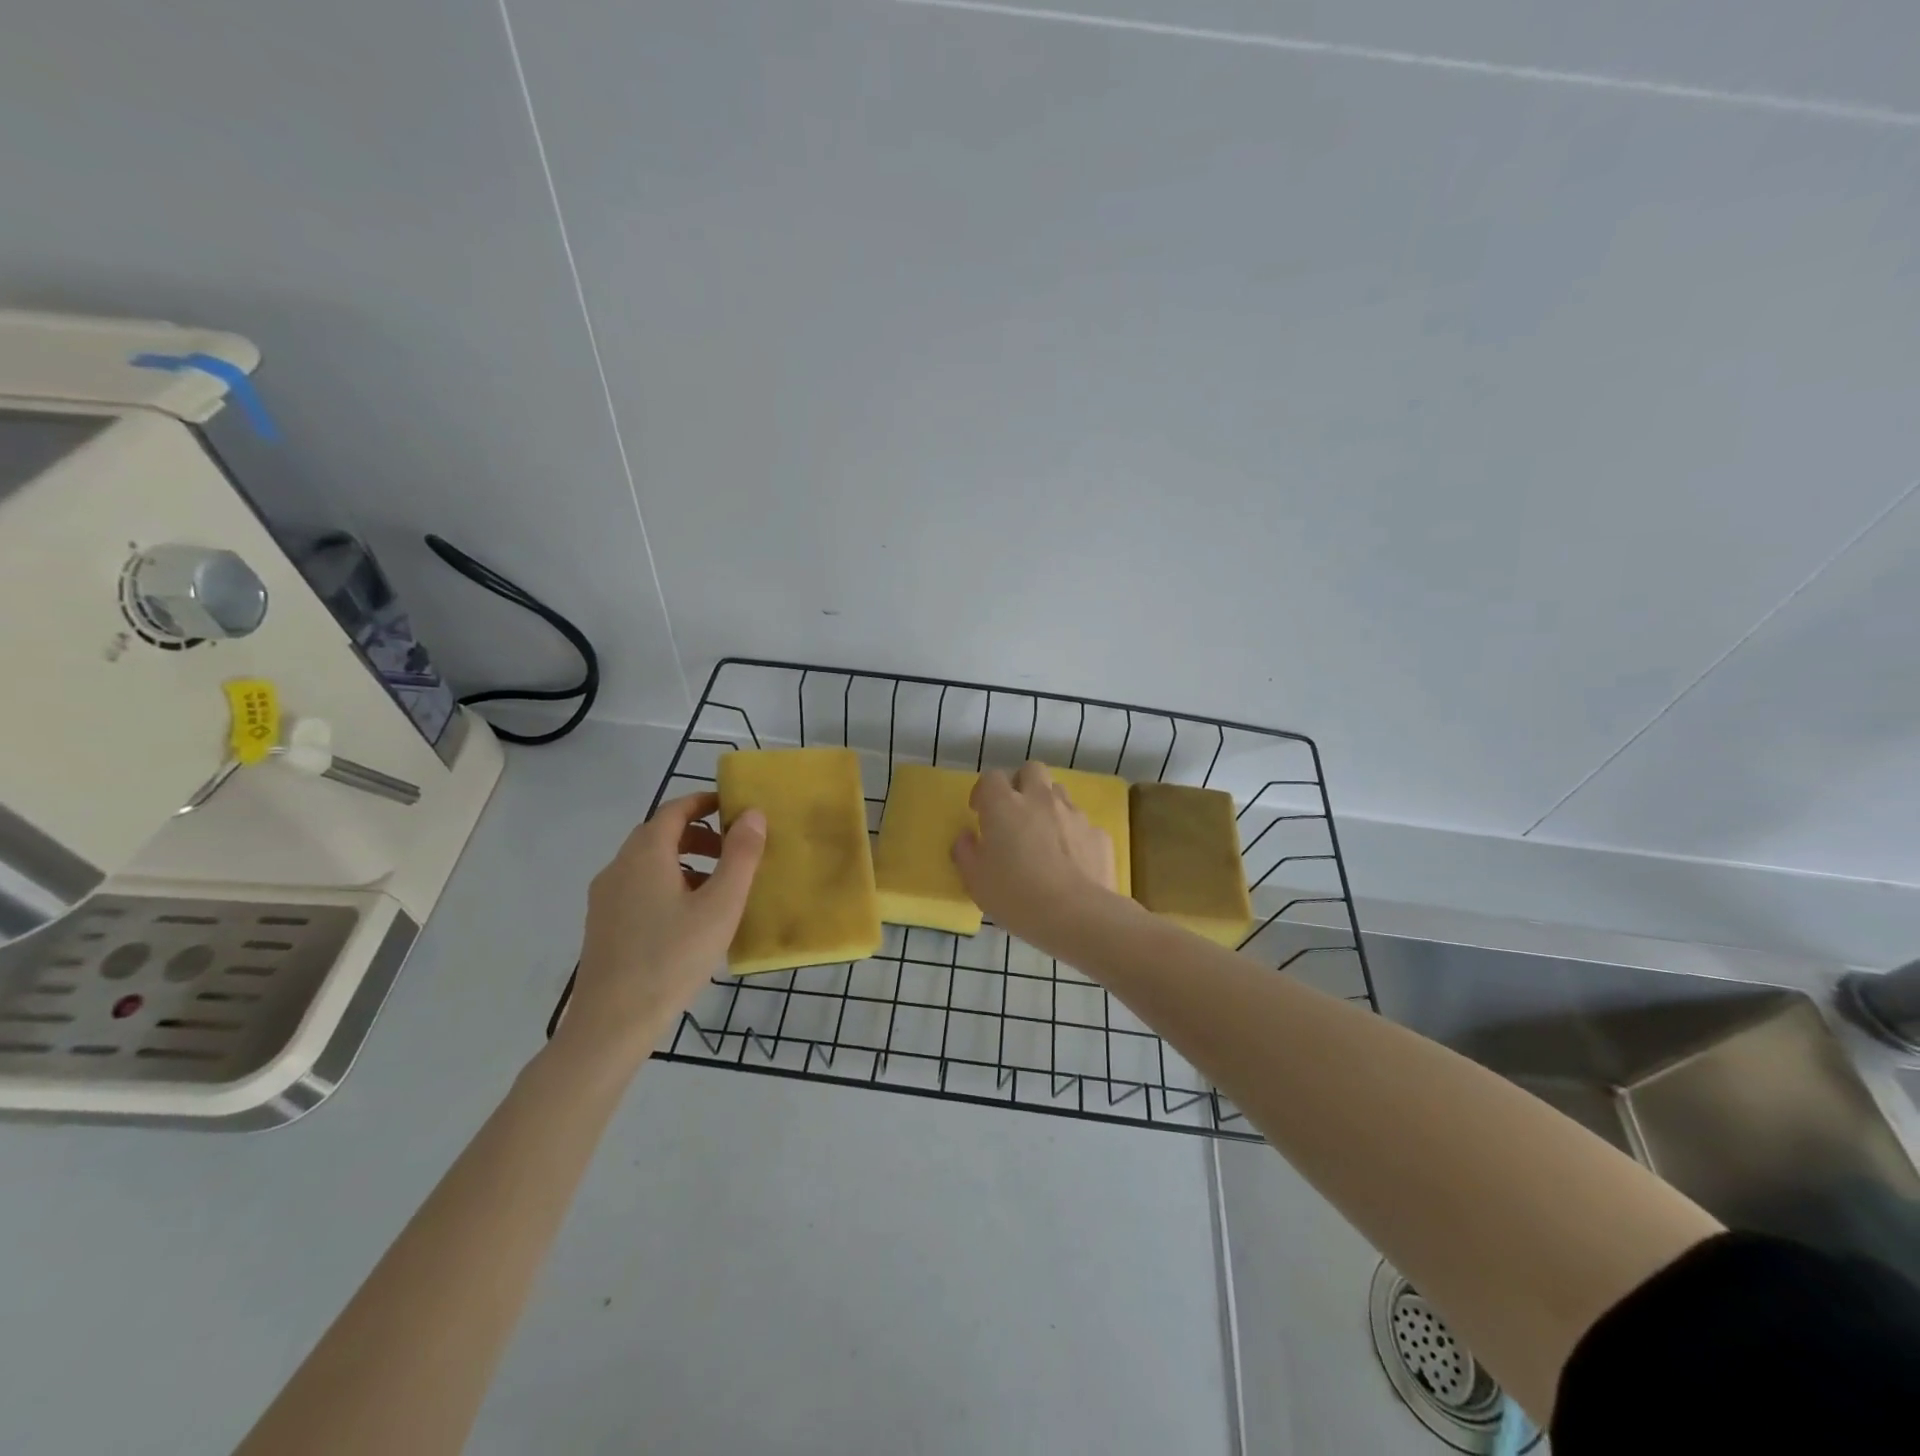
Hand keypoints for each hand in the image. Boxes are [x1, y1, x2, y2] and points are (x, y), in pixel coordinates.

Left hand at [556, 793, 765, 1071]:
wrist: (612, 1022)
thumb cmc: (673, 958)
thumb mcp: (720, 905)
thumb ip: (741, 855)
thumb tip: (752, 813)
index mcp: (645, 854)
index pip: (674, 809)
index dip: (704, 802)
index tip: (733, 808)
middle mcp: (619, 867)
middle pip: (659, 834)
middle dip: (698, 834)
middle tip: (733, 850)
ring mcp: (605, 897)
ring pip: (648, 862)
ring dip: (683, 860)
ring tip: (717, 886)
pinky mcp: (602, 924)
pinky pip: (638, 886)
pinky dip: (666, 883)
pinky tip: (688, 917)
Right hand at [952, 762, 1120, 947]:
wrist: (1077, 915)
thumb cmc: (1016, 896)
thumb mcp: (976, 881)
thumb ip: (966, 853)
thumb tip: (966, 838)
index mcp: (1005, 805)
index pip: (992, 777)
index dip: (984, 791)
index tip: (980, 812)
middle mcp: (1040, 799)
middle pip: (1032, 770)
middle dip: (1021, 783)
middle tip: (1014, 812)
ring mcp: (1073, 814)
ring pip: (1059, 793)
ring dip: (1048, 806)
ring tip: (1043, 836)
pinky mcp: (1098, 834)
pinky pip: (1082, 824)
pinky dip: (1073, 834)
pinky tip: (1070, 861)